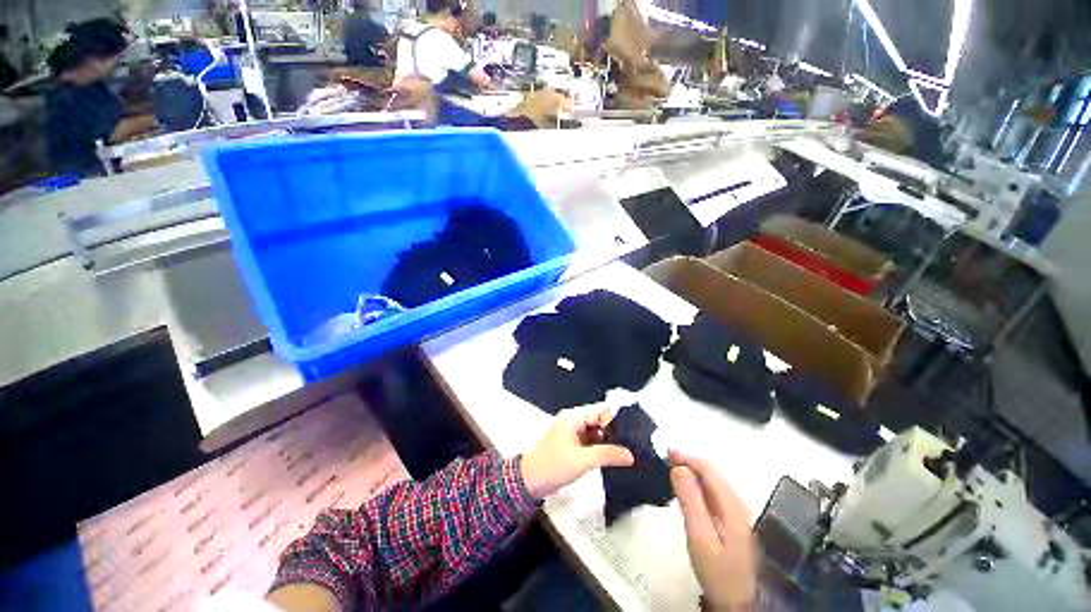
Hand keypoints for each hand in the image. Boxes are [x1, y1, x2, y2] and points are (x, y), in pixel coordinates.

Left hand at [521, 405, 634, 499]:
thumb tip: (630, 455)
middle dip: (614, 431)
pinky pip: (590, 441)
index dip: (616, 420)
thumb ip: (607, 454)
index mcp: (573, 417)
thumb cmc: (552, 466)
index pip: (600, 411)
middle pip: (599, 420)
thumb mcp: (582, 460)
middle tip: (633, 445)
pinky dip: (600, 448)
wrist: (527, 482)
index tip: (631, 434)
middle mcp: (573, 420)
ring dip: (608, 441)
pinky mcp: (571, 444)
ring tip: (627, 452)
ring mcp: (571, 432)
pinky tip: (613, 457)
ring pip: (595, 432)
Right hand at [670, 451, 758, 611]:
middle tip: (667, 460)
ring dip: (694, 473)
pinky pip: (715, 494)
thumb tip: (679, 469)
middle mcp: (738, 505)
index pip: (710, 470)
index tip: (668, 453)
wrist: (737, 603)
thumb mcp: (700, 537)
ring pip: (714, 483)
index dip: (688, 458)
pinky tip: (688, 491)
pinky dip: (699, 486)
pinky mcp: (734, 522)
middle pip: (714, 474)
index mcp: (732, 507)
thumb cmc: (717, 571)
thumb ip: (690, 501)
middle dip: (690, 463)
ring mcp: (738, 514)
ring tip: (673, 471)